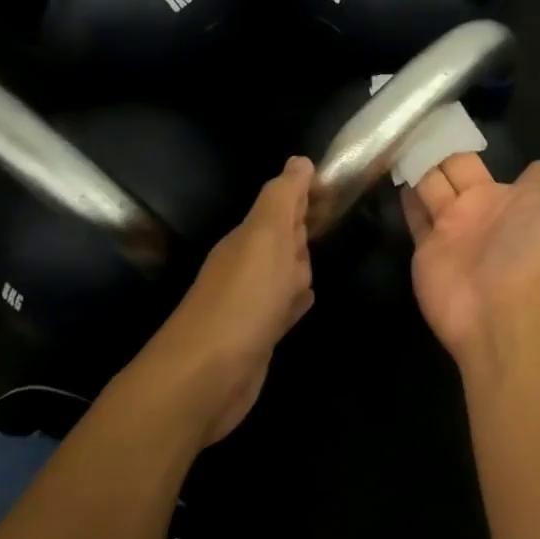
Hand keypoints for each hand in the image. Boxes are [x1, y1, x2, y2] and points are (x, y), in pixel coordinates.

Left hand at [107, 157, 315, 444]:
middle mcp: (247, 266)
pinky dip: (296, 301)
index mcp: (249, 238)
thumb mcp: (266, 239)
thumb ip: (282, 200)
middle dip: (304, 227)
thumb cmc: (243, 301)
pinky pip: (284, 308)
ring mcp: (252, 303)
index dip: (303, 193)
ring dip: (301, 264)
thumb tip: (299, 160)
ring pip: (285, 273)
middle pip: (283, 238)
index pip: (280, 205)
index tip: (332, 184)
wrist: (207, 377)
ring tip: (322, 255)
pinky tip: (306, 302)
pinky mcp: (259, 335)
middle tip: (330, 216)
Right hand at [402, 148, 539, 369]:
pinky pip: (414, 212)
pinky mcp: (428, 244)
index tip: (523, 150)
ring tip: (402, 129)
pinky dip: (404, 192)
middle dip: (452, 147)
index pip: (529, 178)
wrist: (501, 310)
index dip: (530, 168)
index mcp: (526, 202)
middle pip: (466, 169)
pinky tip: (390, 163)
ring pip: (435, 184)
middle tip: (431, 115)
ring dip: (423, 162)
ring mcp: (455, 227)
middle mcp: (490, 210)